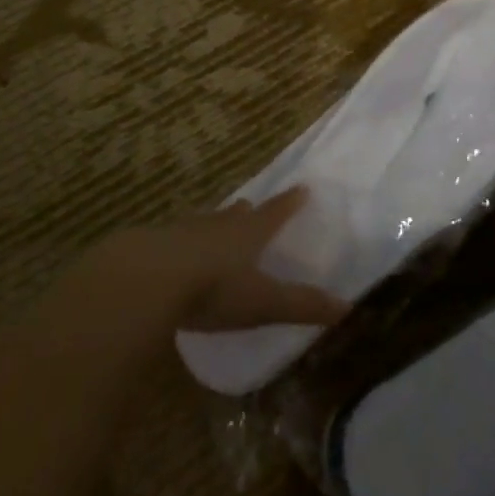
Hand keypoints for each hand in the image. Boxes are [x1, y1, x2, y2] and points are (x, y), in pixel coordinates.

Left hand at [102, 188, 349, 332]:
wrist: (146, 278)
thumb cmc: (214, 288)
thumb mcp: (262, 302)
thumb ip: (301, 305)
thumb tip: (348, 307)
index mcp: (247, 235)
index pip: (275, 214)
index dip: (289, 203)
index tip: (301, 188)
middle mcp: (216, 226)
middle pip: (235, 215)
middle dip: (245, 213)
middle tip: (249, 207)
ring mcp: (180, 232)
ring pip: (202, 224)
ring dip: (211, 225)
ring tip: (214, 226)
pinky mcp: (150, 246)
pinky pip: (171, 241)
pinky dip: (178, 245)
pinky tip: (172, 255)